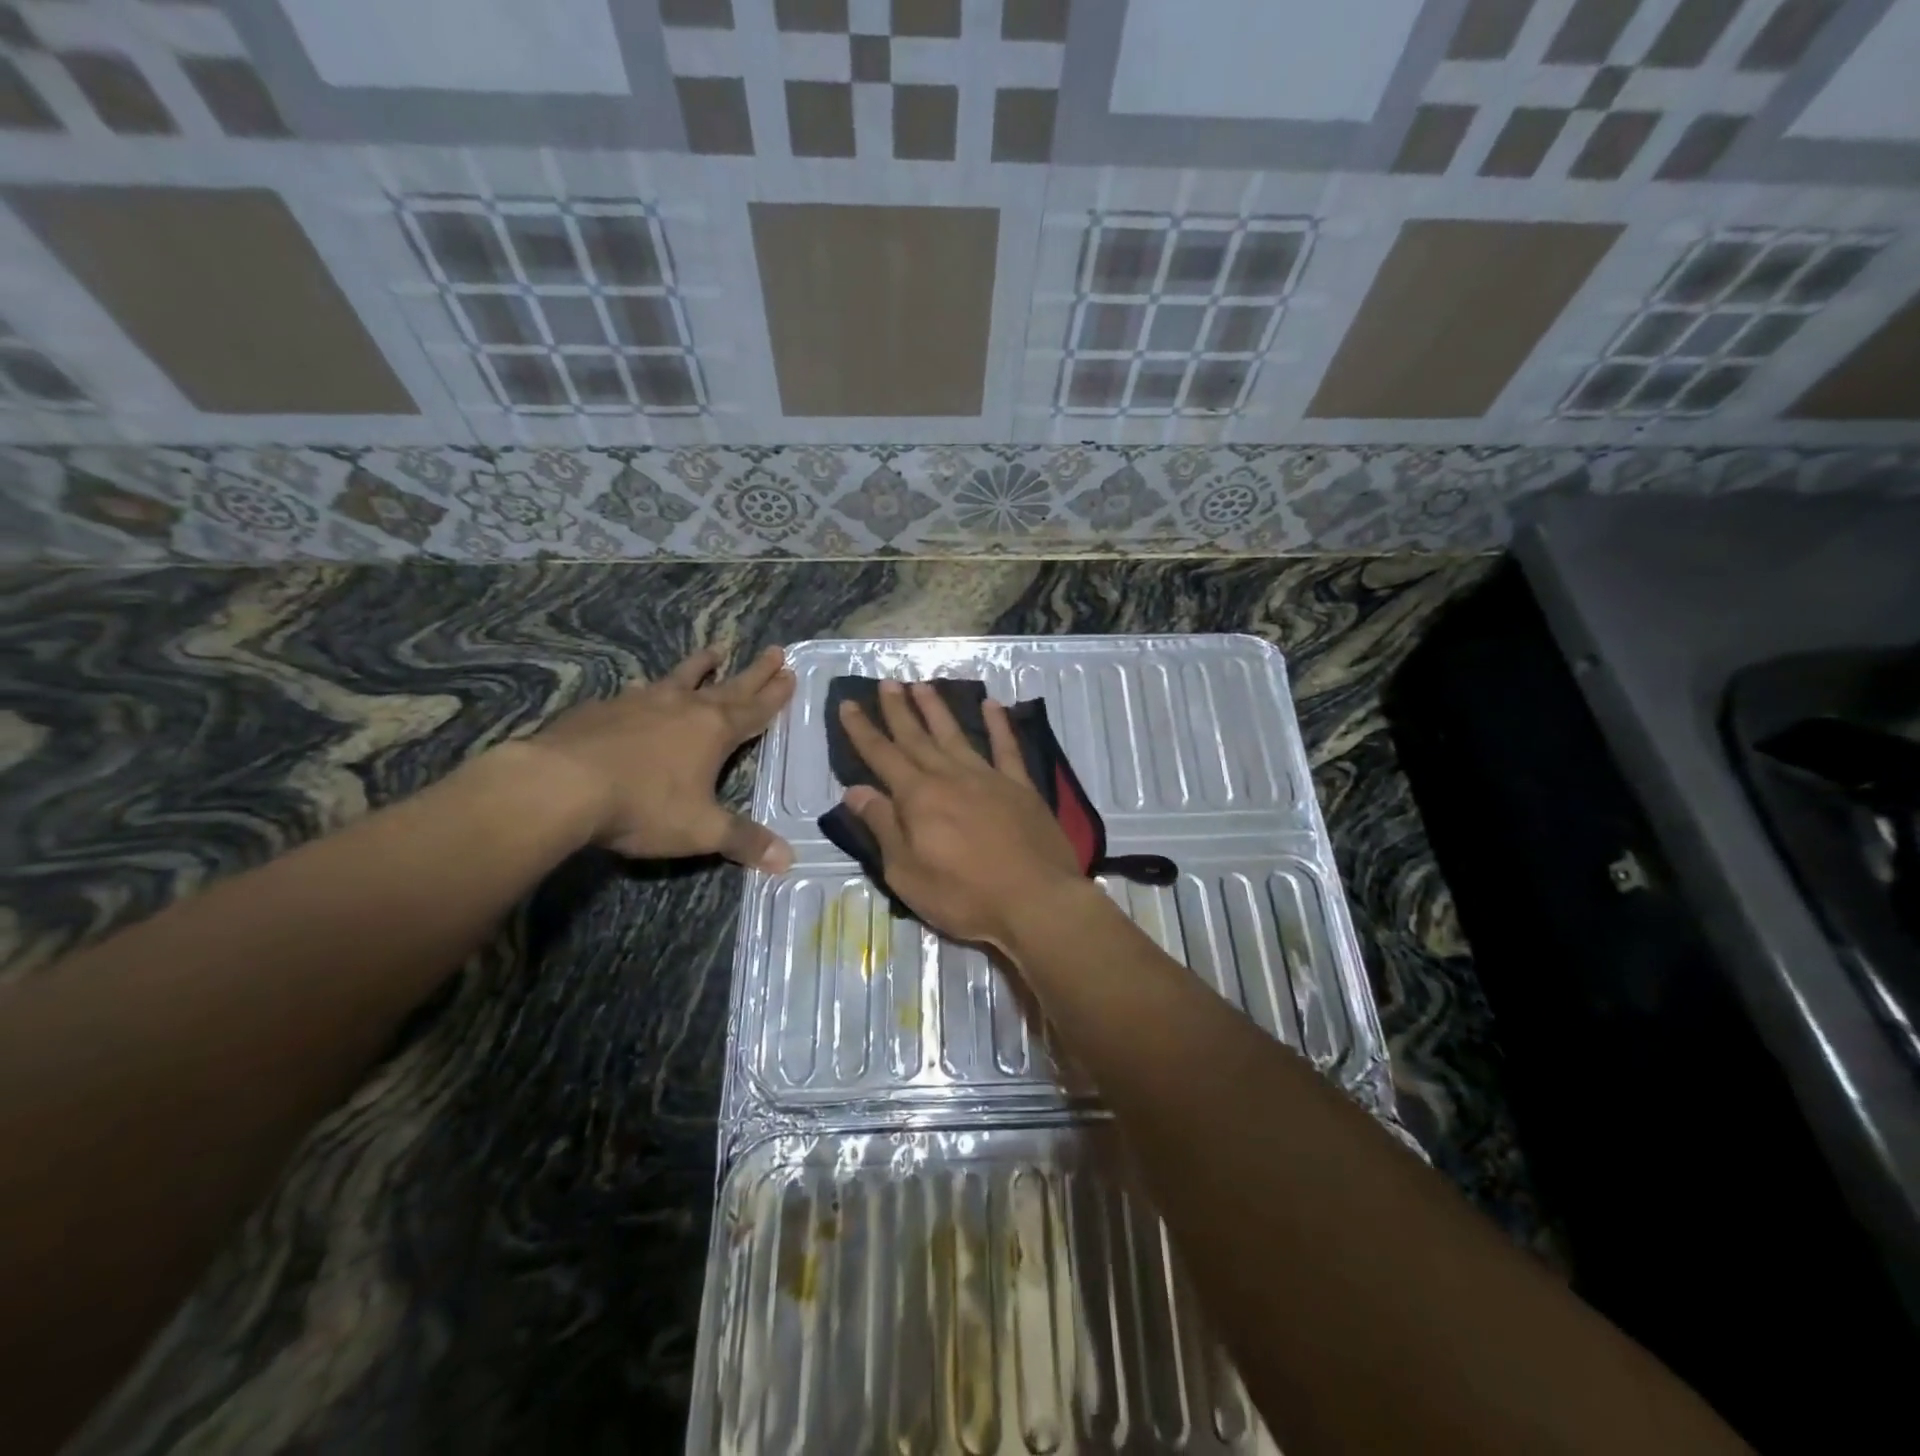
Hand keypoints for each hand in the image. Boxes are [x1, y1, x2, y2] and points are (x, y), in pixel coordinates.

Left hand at [525, 645, 795, 867]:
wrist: (561, 784)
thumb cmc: (643, 805)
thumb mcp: (701, 830)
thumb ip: (744, 841)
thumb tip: (788, 860)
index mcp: (714, 731)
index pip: (755, 710)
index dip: (775, 695)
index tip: (791, 673)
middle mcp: (684, 707)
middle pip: (729, 686)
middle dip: (755, 672)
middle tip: (775, 651)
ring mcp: (642, 702)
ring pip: (681, 678)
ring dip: (702, 665)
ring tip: (716, 650)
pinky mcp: (604, 707)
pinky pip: (639, 691)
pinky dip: (653, 687)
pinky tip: (645, 688)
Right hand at [838, 681, 1085, 950]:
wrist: (1035, 901)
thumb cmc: (964, 895)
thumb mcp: (906, 872)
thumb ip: (882, 826)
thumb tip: (855, 790)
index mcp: (918, 797)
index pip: (882, 756)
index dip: (863, 730)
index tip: (849, 704)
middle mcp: (950, 777)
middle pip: (917, 738)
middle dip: (899, 710)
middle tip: (887, 682)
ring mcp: (989, 778)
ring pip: (956, 735)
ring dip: (937, 709)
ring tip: (922, 685)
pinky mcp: (1021, 787)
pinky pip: (1007, 748)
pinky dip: (998, 725)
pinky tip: (992, 704)